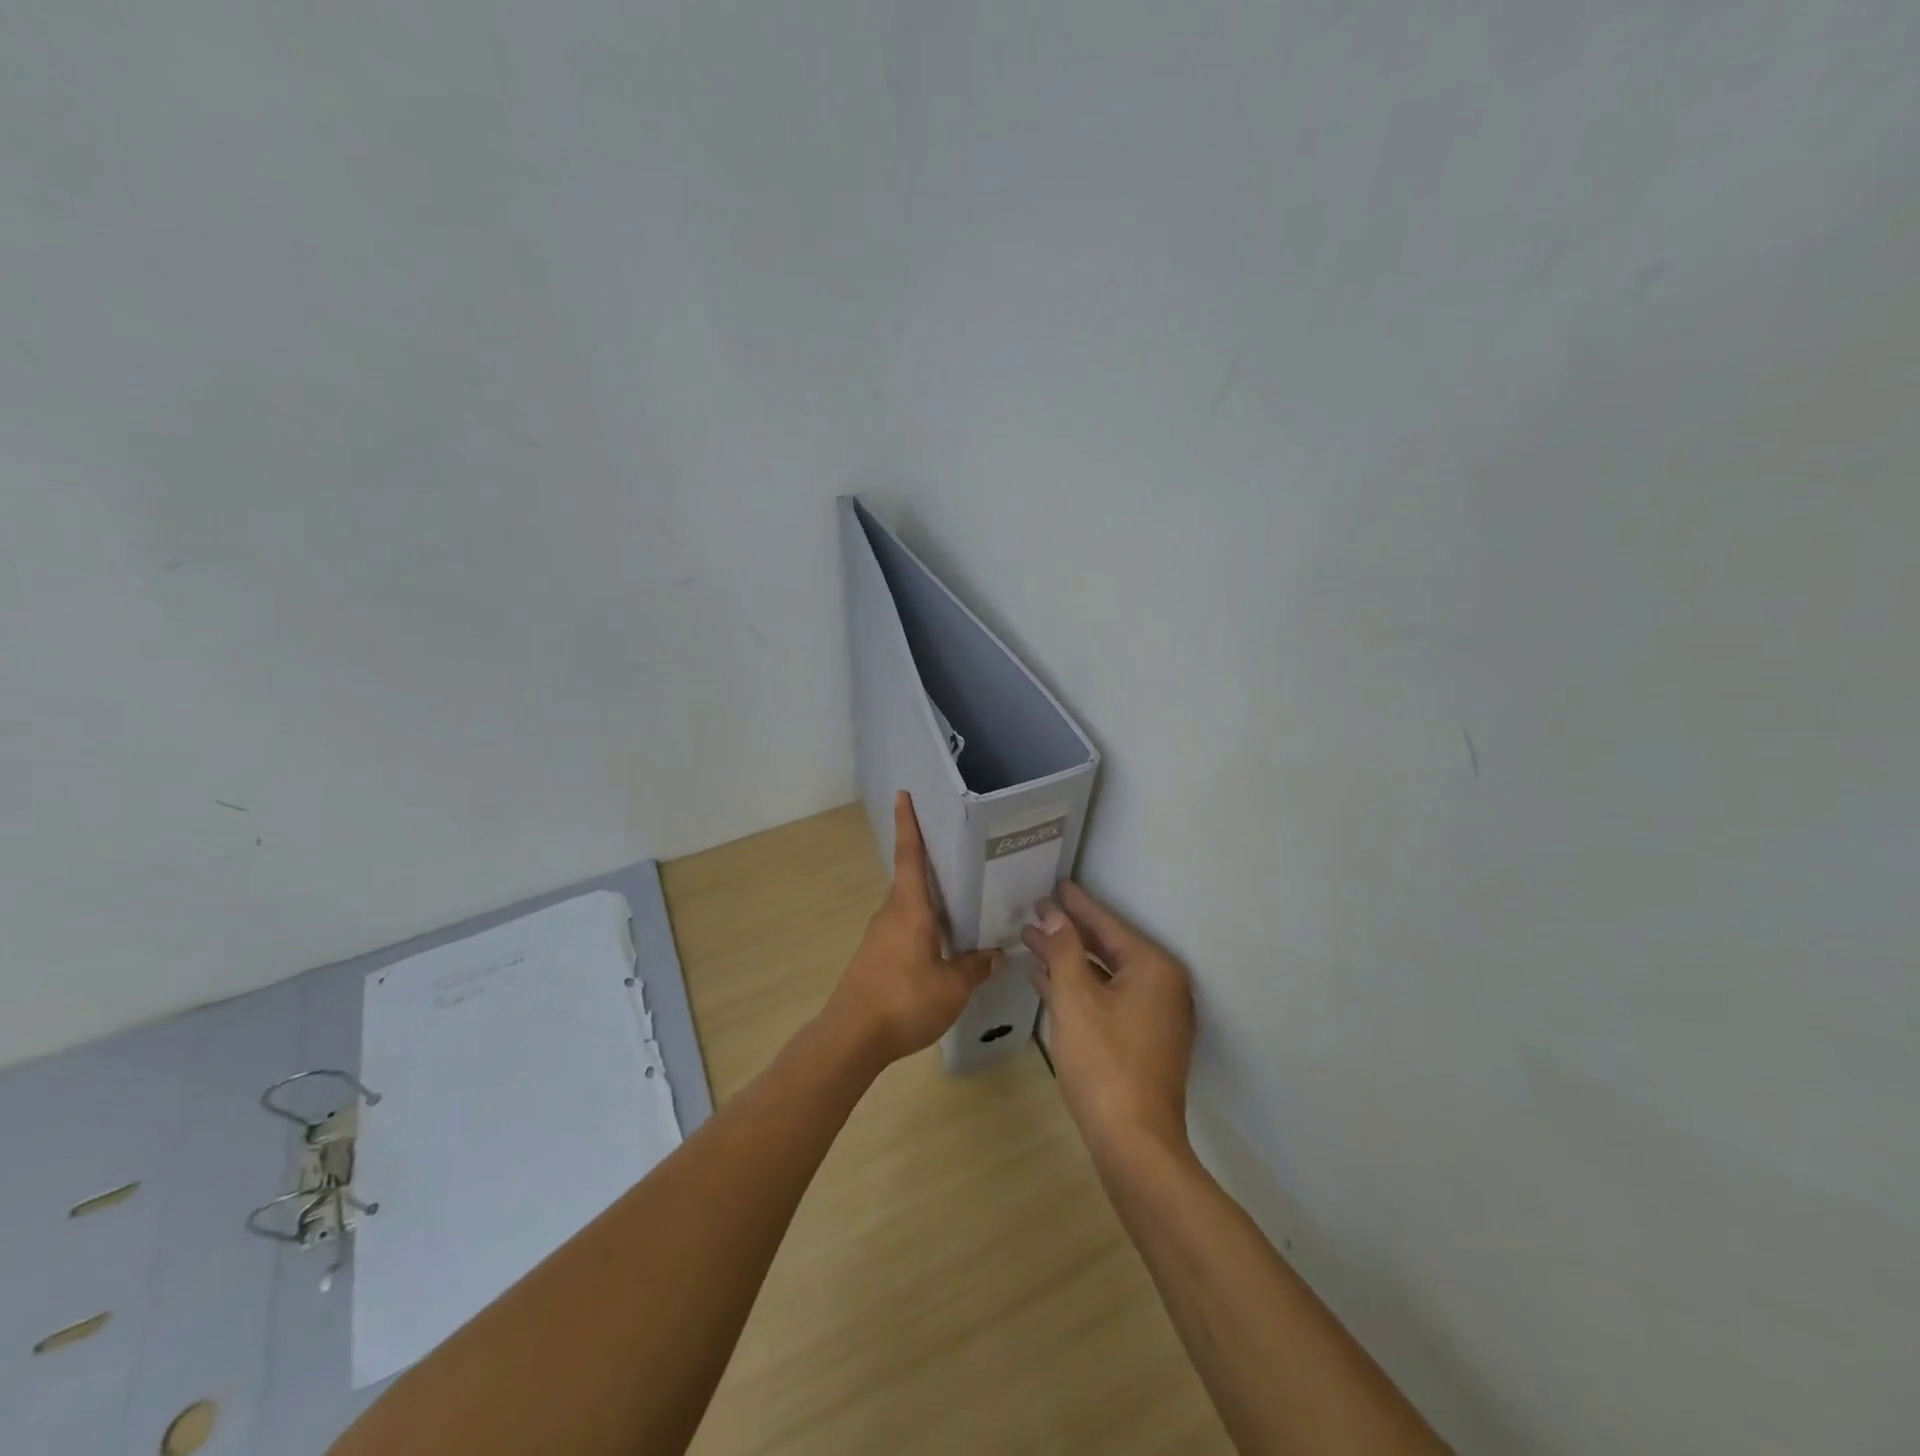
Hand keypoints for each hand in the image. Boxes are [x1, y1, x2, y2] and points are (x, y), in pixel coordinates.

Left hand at [822, 791, 1000, 1067]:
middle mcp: (891, 914)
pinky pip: (903, 929)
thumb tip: (998, 954)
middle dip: (930, 865)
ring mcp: (879, 936)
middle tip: (959, 855)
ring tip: (960, 904)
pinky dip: (922, 926)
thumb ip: (975, 967)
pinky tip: (941, 945)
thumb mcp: (952, 987)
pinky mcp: (874, 957)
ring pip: (908, 907)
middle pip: (910, 880)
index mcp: (909, 909)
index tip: (902, 795)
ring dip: (929, 902)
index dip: (908, 824)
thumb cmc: (903, 1001)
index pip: (910, 856)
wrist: (851, 1037)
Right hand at [1023, 883, 1195, 1160]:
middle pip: (1106, 947)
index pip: (1107, 924)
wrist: (1134, 1144)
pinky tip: (1046, 981)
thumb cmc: (1103, 1062)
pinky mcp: (1143, 1039)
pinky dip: (1079, 988)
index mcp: (1153, 968)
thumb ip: (1064, 949)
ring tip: (1031, 941)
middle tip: (1034, 911)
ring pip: (1104, 975)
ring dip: (1068, 960)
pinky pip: (1107, 999)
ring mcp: (1154, 1015)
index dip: (1076, 904)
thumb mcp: (1075, 998)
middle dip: (1067, 932)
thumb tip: (1053, 913)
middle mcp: (1161, 985)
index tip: (1055, 884)